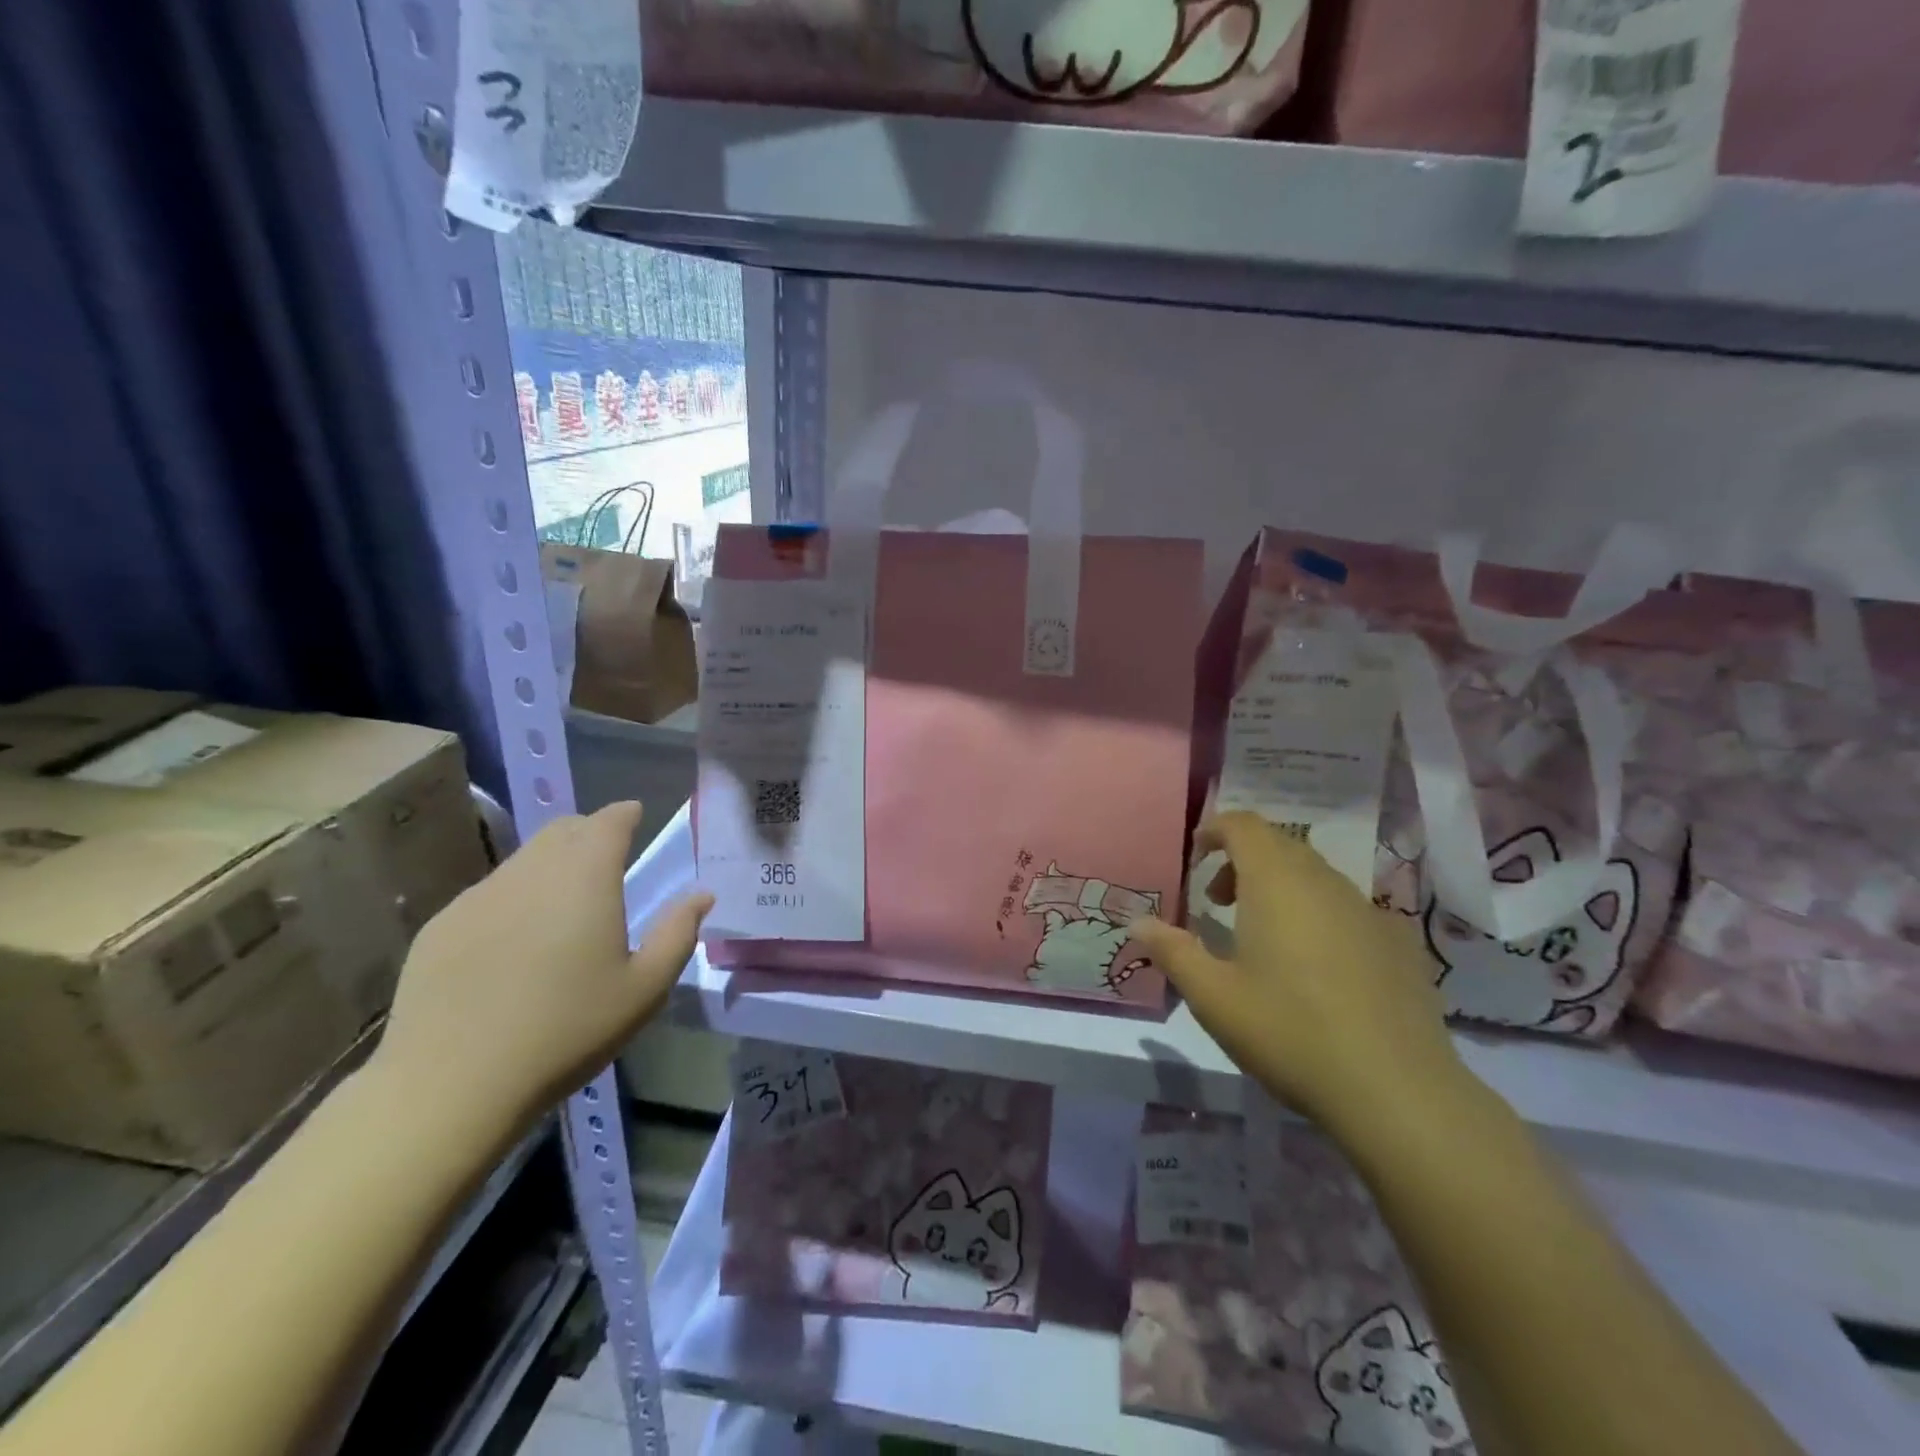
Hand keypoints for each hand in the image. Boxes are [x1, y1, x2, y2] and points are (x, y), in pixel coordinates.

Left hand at [373, 801, 710, 1142]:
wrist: (451, 1084)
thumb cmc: (567, 1030)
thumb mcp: (644, 989)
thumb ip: (678, 933)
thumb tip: (700, 895)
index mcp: (586, 877)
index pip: (608, 821)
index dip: (625, 814)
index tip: (635, 815)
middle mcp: (531, 871)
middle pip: (563, 830)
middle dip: (589, 833)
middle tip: (607, 858)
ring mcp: (479, 896)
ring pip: (524, 860)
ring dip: (551, 865)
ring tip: (563, 903)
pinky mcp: (441, 926)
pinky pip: (488, 894)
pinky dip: (513, 898)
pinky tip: (514, 943)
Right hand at [1133, 813, 1468, 1134]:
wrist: (1397, 1091)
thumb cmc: (1289, 1032)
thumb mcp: (1213, 997)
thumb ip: (1172, 951)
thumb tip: (1137, 922)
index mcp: (1276, 882)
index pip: (1244, 825)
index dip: (1215, 829)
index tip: (1195, 856)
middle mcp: (1324, 881)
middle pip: (1279, 844)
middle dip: (1242, 860)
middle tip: (1218, 902)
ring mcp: (1368, 909)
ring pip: (1314, 874)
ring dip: (1279, 886)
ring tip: (1261, 935)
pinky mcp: (1399, 941)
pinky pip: (1346, 906)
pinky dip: (1317, 913)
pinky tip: (1316, 967)